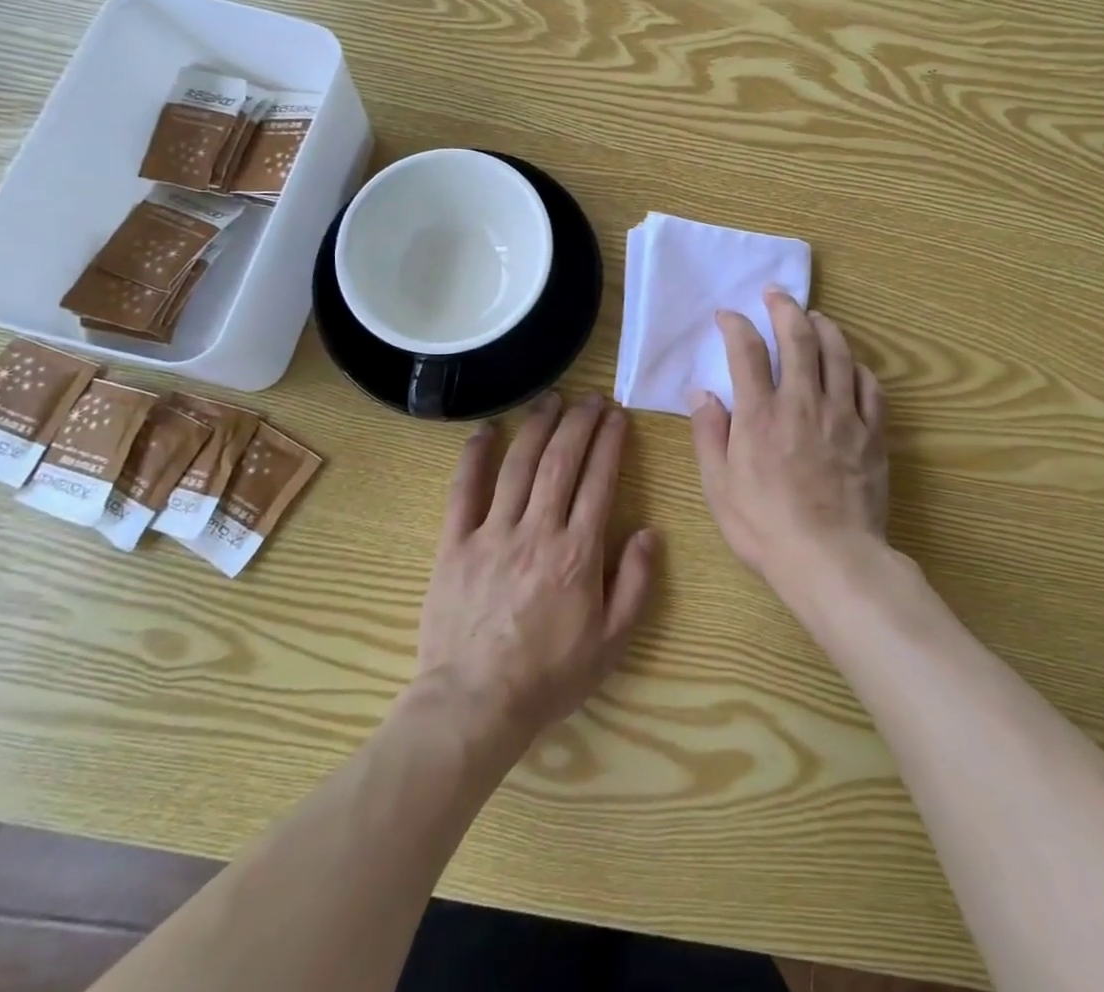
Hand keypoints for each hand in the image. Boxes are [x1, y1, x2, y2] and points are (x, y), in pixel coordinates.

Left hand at [414, 393, 658, 751]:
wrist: (475, 705)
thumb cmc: (549, 676)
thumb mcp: (612, 643)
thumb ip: (636, 585)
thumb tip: (649, 533)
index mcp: (577, 553)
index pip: (599, 481)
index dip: (610, 443)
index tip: (617, 416)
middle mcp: (537, 531)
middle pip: (561, 462)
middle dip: (579, 423)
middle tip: (591, 398)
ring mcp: (492, 533)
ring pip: (519, 466)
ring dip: (537, 427)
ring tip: (551, 399)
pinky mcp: (454, 544)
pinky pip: (463, 490)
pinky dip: (474, 456)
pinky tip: (486, 430)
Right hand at [689, 290, 889, 595]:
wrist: (831, 560)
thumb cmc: (765, 527)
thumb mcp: (718, 486)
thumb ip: (708, 434)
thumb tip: (701, 393)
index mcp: (760, 413)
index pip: (745, 351)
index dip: (735, 325)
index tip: (728, 316)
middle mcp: (802, 401)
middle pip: (797, 337)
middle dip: (784, 307)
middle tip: (775, 293)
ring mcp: (842, 414)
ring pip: (838, 353)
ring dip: (824, 326)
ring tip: (814, 316)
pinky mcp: (872, 433)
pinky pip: (870, 387)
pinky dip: (858, 367)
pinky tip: (851, 366)